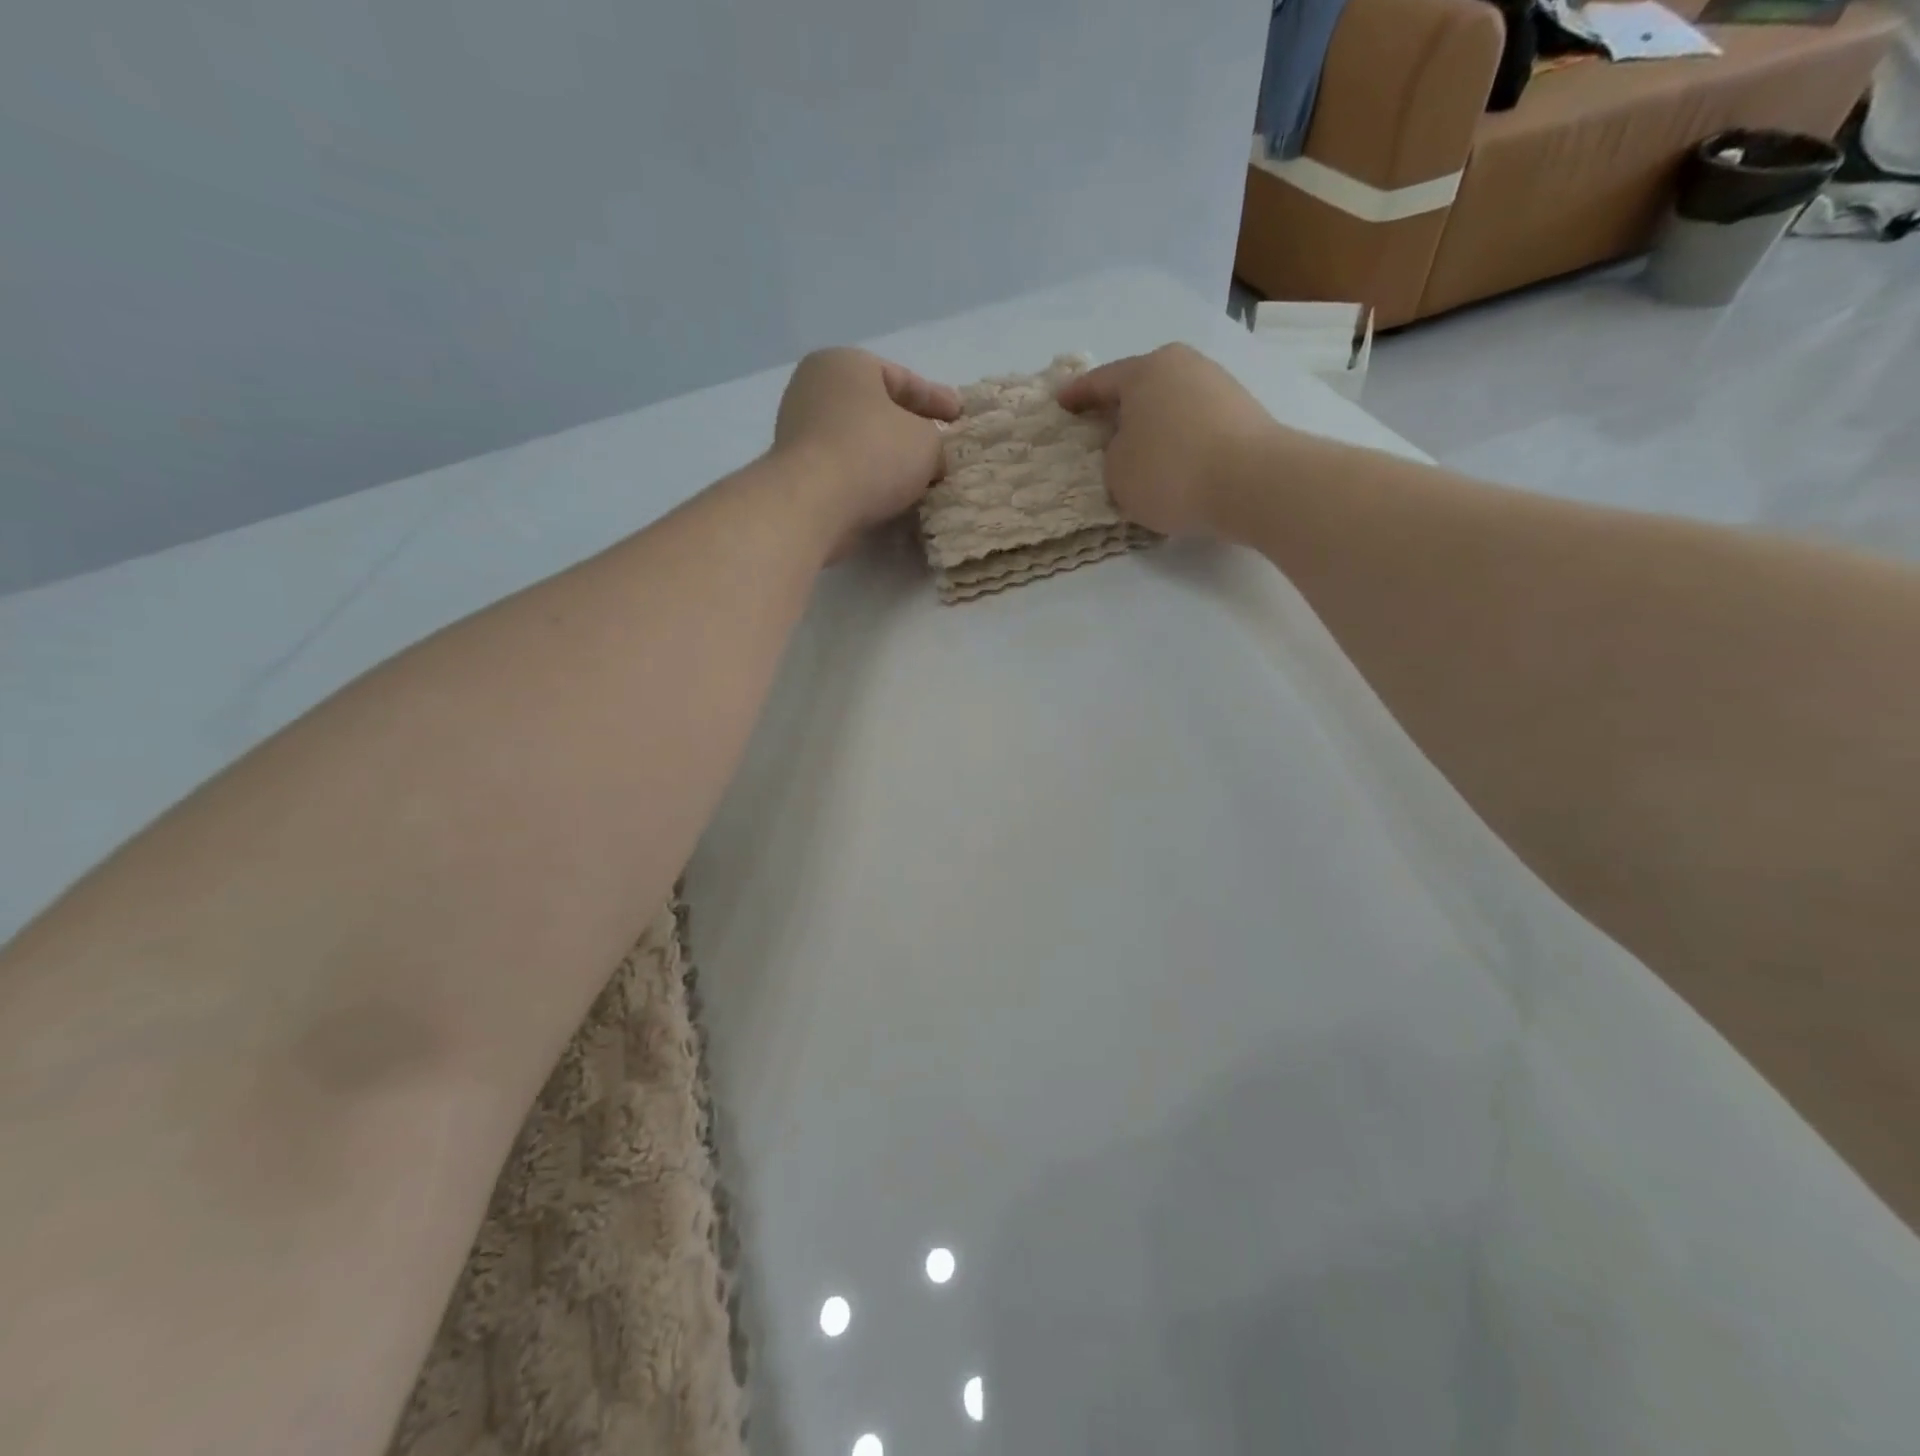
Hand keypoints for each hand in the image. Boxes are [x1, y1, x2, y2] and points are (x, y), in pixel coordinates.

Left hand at [772, 347, 961, 550]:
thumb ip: (934, 441)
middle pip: (877, 408)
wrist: (814, 505)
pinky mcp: (797, 470)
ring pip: (860, 440)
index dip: (936, 398)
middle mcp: (815, 389)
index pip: (901, 378)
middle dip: (909, 428)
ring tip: (920, 477)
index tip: (960, 416)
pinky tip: (891, 495)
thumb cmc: (874, 454)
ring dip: (889, 458)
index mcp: (844, 363)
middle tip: (939, 445)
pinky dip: (868, 478)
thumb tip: (929, 459)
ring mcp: (800, 430)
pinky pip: (845, 468)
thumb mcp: (926, 441)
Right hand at [1055, 344, 1283, 537]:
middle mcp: (1184, 367)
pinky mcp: (1244, 415)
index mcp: (1146, 371)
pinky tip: (1174, 466)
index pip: (1101, 381)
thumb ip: (1113, 455)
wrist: (1253, 483)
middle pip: (1141, 388)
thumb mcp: (1117, 472)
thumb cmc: (1171, 472)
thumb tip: (1132, 448)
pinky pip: (1196, 426)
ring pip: (1171, 406)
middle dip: (1119, 409)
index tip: (1060, 402)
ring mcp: (1219, 387)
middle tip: (1099, 429)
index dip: (1077, 395)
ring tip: (1138, 454)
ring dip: (1152, 427)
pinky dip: (1179, 442)